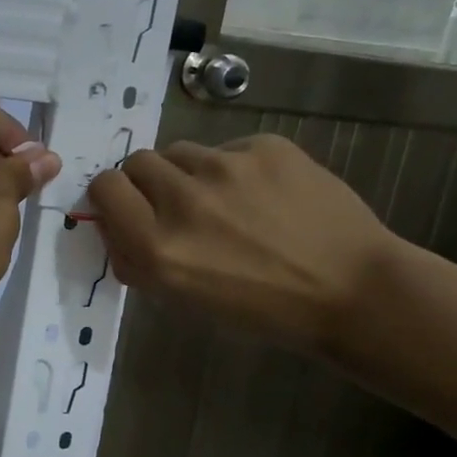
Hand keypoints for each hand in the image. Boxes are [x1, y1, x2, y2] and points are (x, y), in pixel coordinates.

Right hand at [86, 133, 395, 348]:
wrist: (352, 290)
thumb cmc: (263, 310)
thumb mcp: (184, 300)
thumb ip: (139, 260)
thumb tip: (115, 226)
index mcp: (158, 247)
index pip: (105, 188)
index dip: (112, 197)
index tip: (128, 209)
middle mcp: (183, 200)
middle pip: (137, 162)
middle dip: (148, 183)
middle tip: (176, 207)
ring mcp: (226, 167)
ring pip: (181, 152)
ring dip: (189, 174)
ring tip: (225, 201)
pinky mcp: (265, 146)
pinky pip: (227, 149)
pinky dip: (234, 169)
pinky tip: (264, 195)